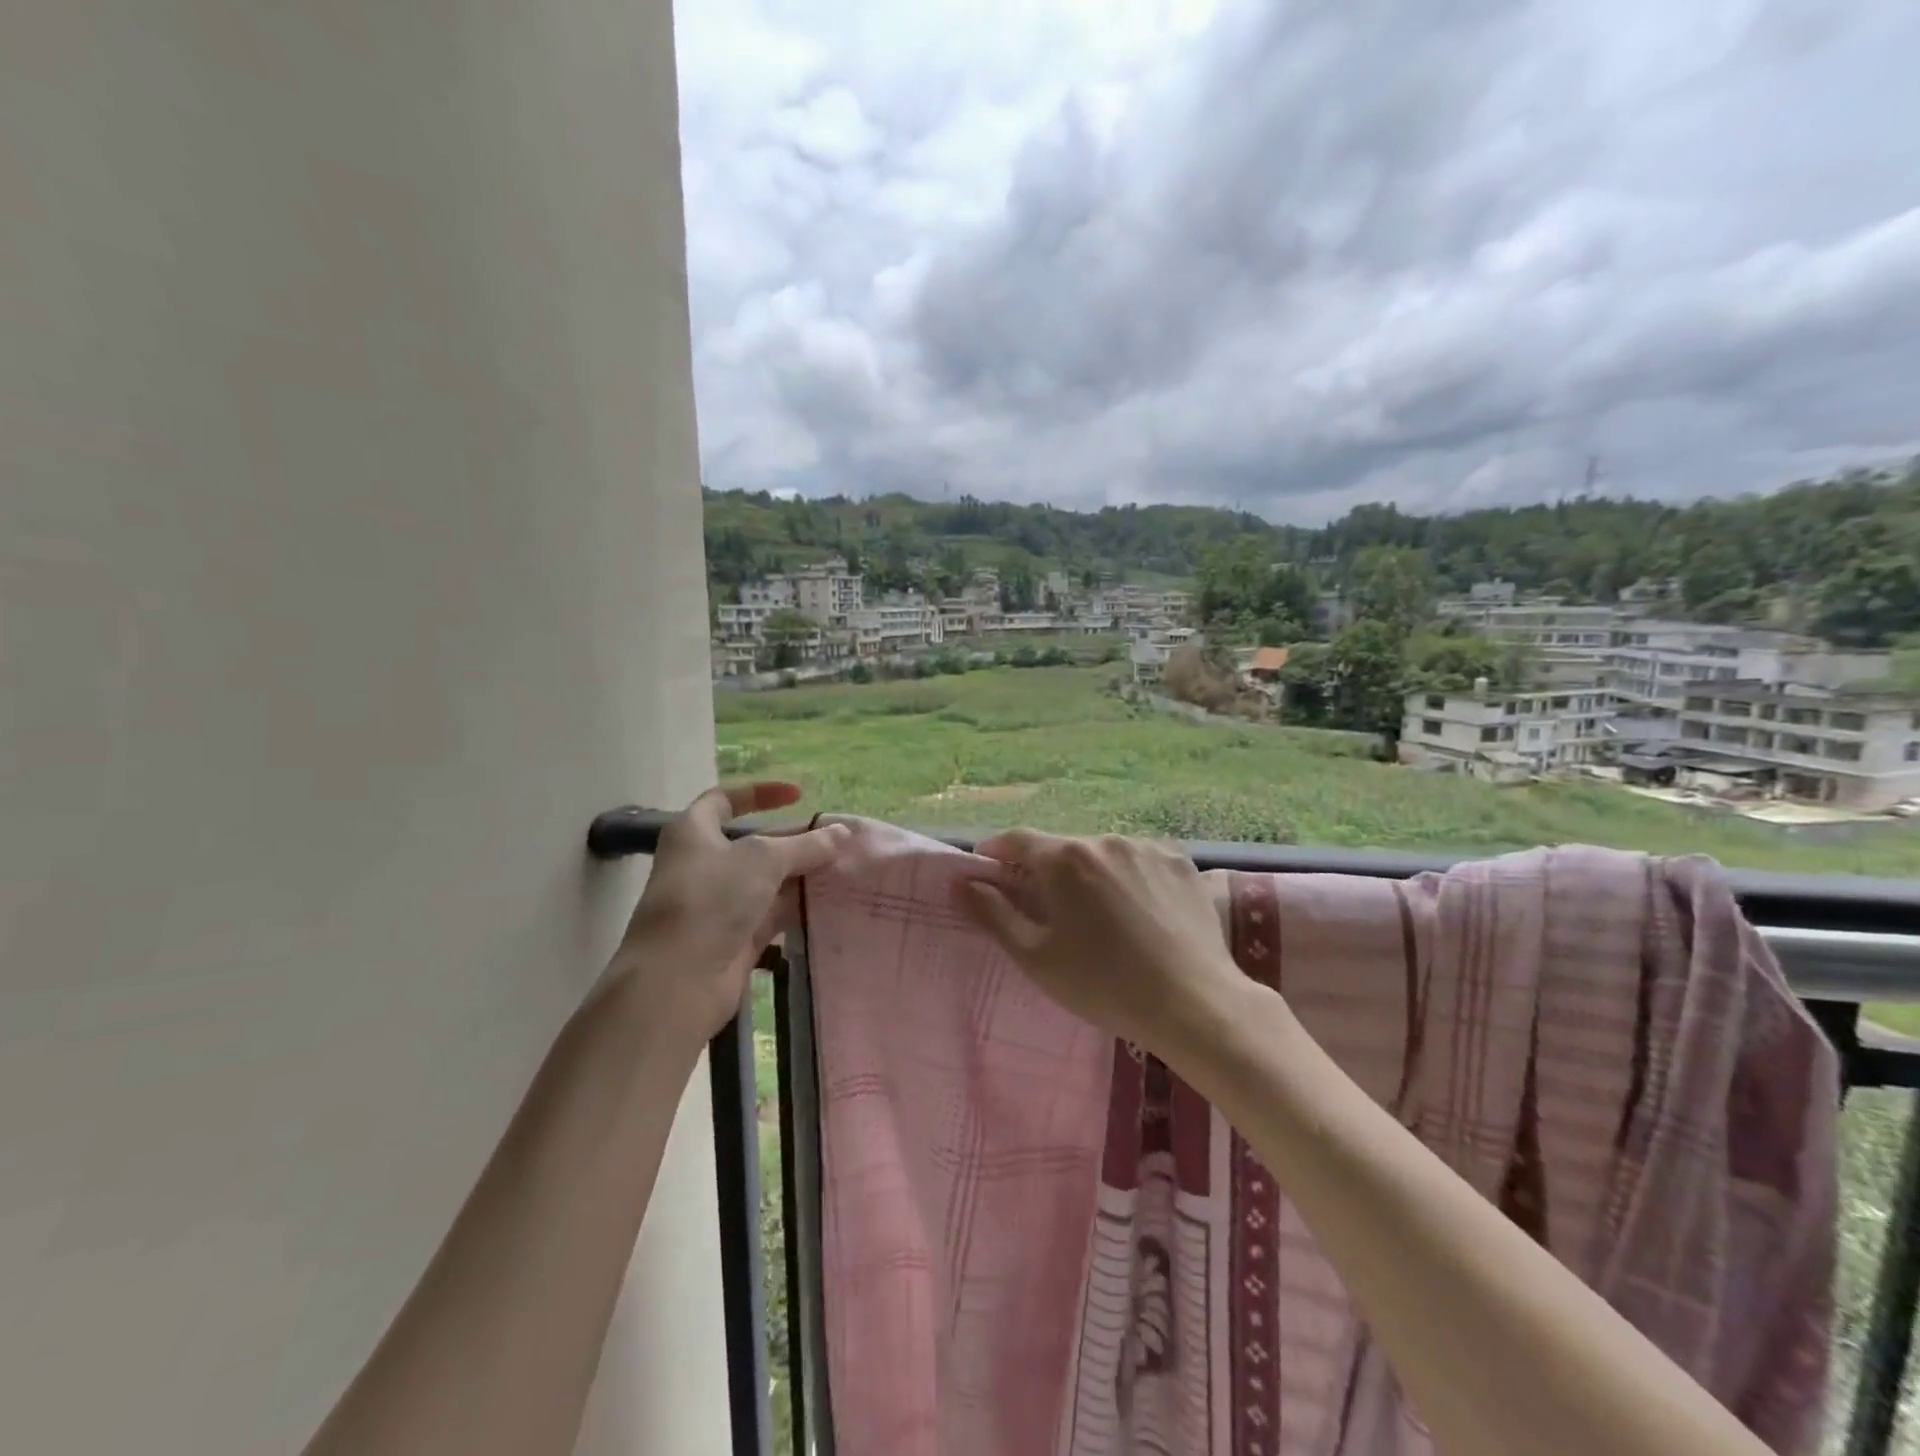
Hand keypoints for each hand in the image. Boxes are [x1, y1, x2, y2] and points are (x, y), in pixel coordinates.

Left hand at [611, 783, 849, 1042]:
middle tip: (838, 840)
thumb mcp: (763, 860)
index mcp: (694, 833)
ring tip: (846, 869)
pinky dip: (799, 908)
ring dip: (802, 876)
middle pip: (756, 844)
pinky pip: (773, 915)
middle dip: (796, 841)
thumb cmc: (711, 900)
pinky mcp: (736, 938)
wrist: (677, 981)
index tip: (798, 795)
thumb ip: (805, 845)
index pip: (725, 800)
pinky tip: (832, 903)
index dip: (760, 793)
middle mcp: (705, 865)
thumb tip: (843, 833)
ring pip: (768, 881)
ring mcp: (720, 904)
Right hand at [954, 830, 1244, 1056]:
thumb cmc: (1103, 984)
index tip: (989, 870)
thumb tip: (962, 882)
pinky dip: (1130, 878)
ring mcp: (1147, 847)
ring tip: (1102, 917)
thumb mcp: (1035, 956)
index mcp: (1064, 859)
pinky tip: (1140, 912)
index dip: (997, 852)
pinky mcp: (1181, 861)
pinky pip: (1141, 861)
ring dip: (1091, 874)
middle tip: (1050, 911)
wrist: (1193, 1003)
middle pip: (1062, 848)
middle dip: (1048, 871)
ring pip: (1103, 854)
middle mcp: (1104, 839)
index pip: (1017, 840)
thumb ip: (993, 914)